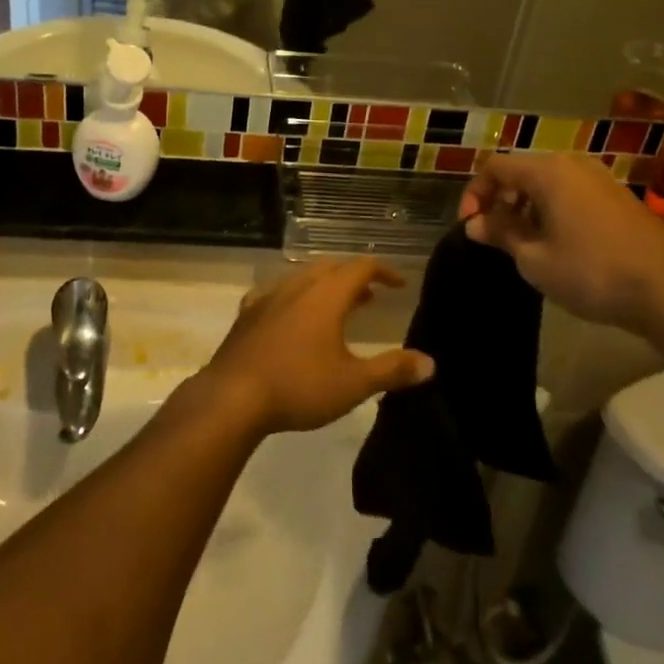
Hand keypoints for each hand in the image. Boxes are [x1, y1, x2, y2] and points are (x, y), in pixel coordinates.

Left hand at [198, 260, 431, 434]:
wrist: (233, 396)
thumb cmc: (299, 386)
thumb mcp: (353, 383)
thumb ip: (392, 370)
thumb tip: (430, 363)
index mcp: (326, 294)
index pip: (361, 267)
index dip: (383, 271)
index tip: (399, 284)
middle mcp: (297, 286)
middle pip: (331, 267)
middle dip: (353, 276)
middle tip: (370, 295)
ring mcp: (268, 297)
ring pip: (302, 277)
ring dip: (324, 285)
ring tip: (336, 306)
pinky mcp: (247, 314)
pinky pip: (275, 293)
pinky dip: (292, 296)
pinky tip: (289, 314)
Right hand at [459, 153, 663, 331]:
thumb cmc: (592, 272)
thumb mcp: (535, 259)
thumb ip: (501, 233)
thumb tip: (476, 223)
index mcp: (548, 171)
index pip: (495, 167)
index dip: (474, 193)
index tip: (470, 227)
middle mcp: (574, 165)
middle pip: (522, 171)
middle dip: (501, 200)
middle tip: (494, 236)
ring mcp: (600, 180)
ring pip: (548, 183)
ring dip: (526, 207)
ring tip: (524, 244)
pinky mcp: (619, 198)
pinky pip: (572, 194)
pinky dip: (553, 211)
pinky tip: (558, 245)